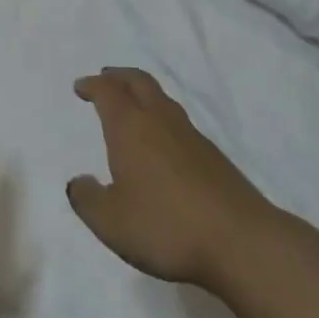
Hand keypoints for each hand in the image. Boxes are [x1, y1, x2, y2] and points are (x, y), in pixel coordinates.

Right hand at [67, 67, 275, 288]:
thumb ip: (88, 200)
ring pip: (161, 98)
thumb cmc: (167, 226)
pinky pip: (178, 121)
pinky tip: (162, 141)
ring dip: (142, 93)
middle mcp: (159, 120)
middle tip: (106, 78)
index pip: (108, 92)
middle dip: (119, 76)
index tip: (81, 86)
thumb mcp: (112, 223)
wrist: (241, 241)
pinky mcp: (213, 155)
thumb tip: (77, 182)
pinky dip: (162, 117)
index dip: (93, 85)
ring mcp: (190, 135)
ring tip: (132, 104)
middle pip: (138, 82)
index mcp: (130, 127)